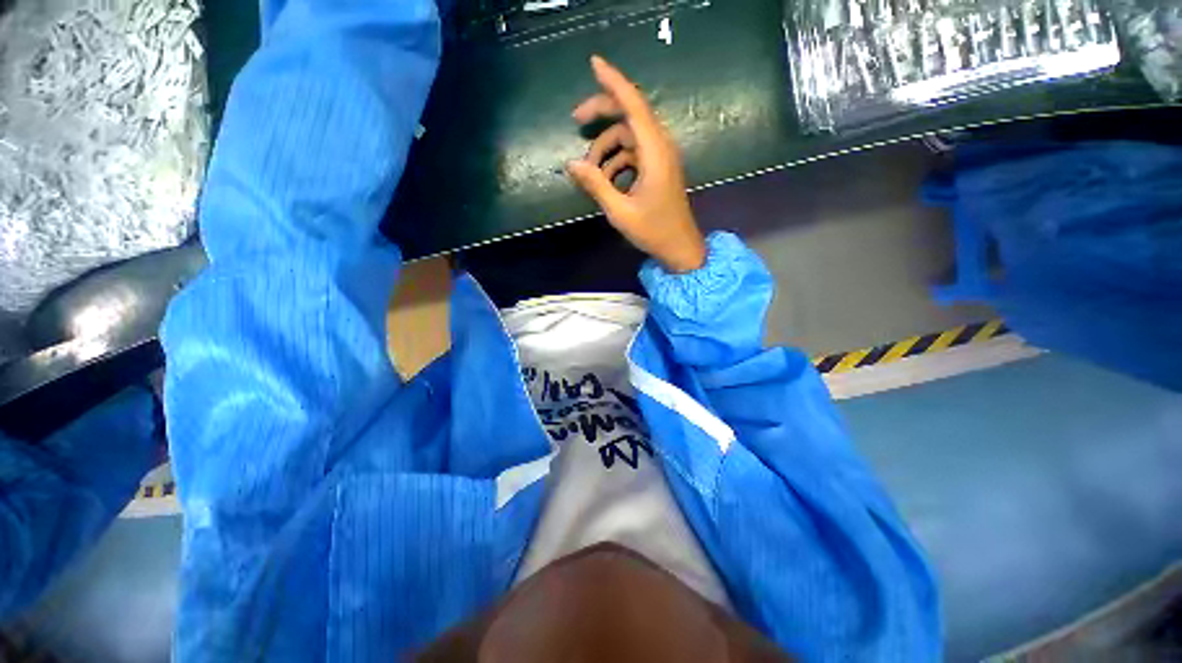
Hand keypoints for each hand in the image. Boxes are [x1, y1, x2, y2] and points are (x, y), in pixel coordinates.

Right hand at [567, 56, 707, 273]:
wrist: (680, 248)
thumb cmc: (653, 232)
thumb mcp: (620, 211)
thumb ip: (596, 185)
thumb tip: (571, 164)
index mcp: (654, 153)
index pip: (634, 106)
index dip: (614, 82)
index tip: (593, 63)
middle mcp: (660, 147)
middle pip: (629, 115)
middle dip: (602, 114)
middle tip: (575, 122)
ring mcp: (660, 157)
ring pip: (628, 137)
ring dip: (606, 149)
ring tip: (590, 173)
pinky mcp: (658, 168)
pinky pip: (632, 153)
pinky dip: (616, 161)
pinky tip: (606, 181)